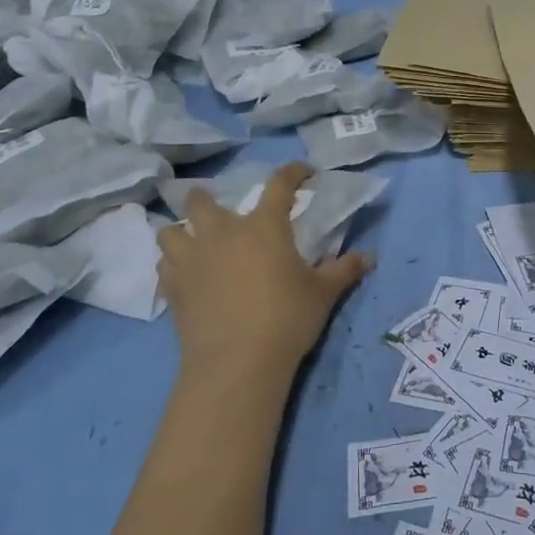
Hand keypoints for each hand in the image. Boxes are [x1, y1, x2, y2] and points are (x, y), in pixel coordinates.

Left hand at [155, 163, 372, 379]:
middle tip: (220, 208)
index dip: (293, 172)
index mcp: (263, 226)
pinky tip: (184, 273)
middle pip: (202, 201)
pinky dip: (172, 264)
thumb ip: (344, 270)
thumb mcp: (323, 293)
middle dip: (207, 197)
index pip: (279, 184)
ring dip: (181, 230)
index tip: (303, 171)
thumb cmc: (286, 318)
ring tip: (192, 240)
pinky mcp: (173, 289)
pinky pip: (164, 265)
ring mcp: (192, 259)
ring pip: (170, 231)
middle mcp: (222, 233)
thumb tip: (370, 257)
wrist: (237, 363)